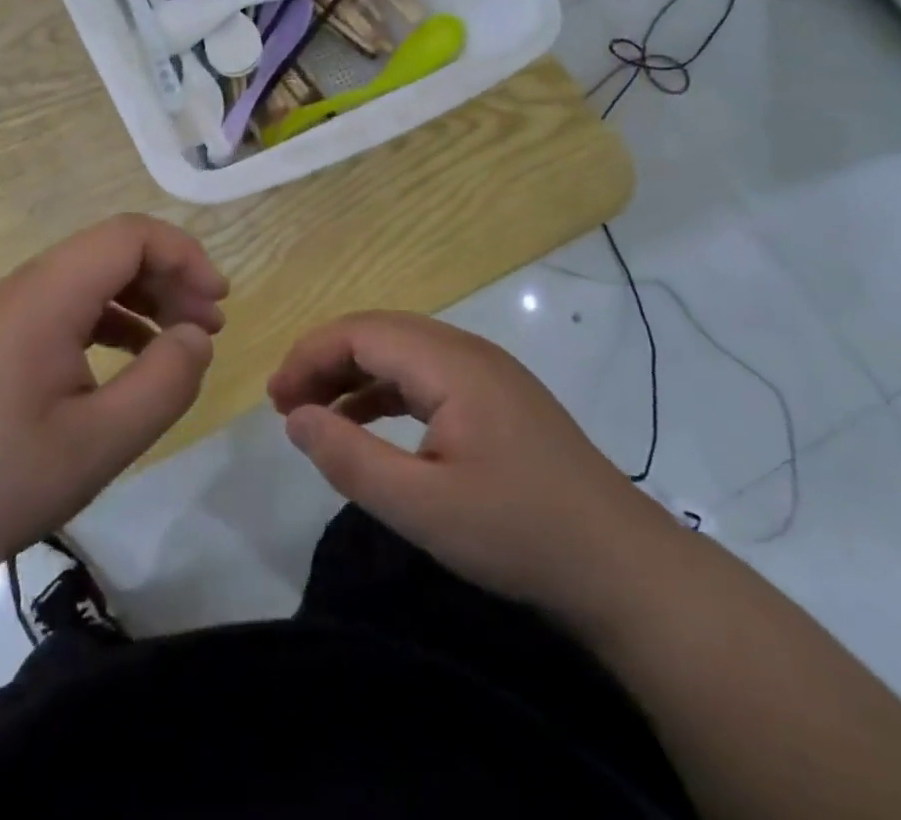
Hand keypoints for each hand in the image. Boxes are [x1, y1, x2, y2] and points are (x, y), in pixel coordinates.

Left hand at [0, 215, 227, 583]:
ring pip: (95, 274)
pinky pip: (73, 303)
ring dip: (146, 296)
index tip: (218, 302)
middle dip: (171, 276)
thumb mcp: (100, 442)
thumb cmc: (0, 481)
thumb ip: (163, 383)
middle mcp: (29, 285)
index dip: (184, 256)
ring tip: (181, 341)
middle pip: (114, 248)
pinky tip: (134, 358)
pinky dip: (115, 317)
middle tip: (208, 327)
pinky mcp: (5, 335)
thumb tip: (198, 336)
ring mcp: (12, 309)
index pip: (130, 235)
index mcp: (49, 295)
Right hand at [268, 312, 667, 622]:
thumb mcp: (423, 507)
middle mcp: (467, 351)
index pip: (360, 332)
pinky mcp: (496, 397)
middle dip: (325, 359)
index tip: (275, 399)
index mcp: (450, 363)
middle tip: (286, 403)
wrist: (625, 569)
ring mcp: (486, 372)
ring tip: (314, 410)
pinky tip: (365, 421)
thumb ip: (351, 459)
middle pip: (378, 332)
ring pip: (400, 351)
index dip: (309, 356)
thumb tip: (294, 418)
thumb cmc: (520, 533)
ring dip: (352, 373)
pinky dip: (384, 390)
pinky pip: (425, 374)